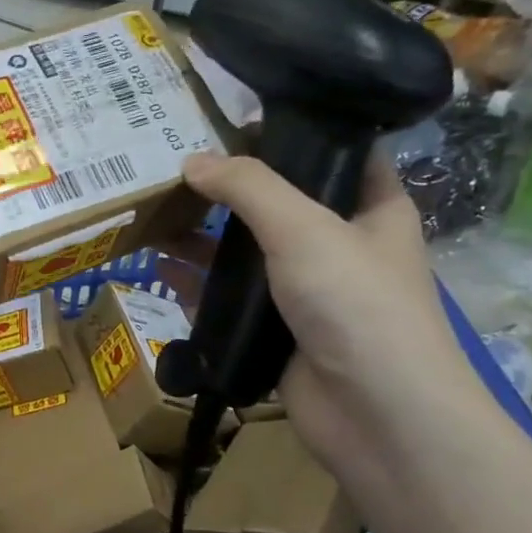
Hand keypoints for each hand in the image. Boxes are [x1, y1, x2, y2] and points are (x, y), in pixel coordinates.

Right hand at [181, 152, 481, 475]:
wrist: (375, 414)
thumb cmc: (356, 305)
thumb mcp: (304, 229)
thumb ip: (248, 188)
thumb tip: (191, 160)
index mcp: (372, 209)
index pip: (335, 154)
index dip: (290, 132)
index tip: (233, 118)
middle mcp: (340, 245)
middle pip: (279, 203)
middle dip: (231, 187)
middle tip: (175, 163)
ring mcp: (305, 292)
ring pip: (249, 253)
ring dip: (206, 237)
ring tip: (156, 211)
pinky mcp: (275, 331)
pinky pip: (230, 299)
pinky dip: (198, 285)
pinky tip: (160, 268)